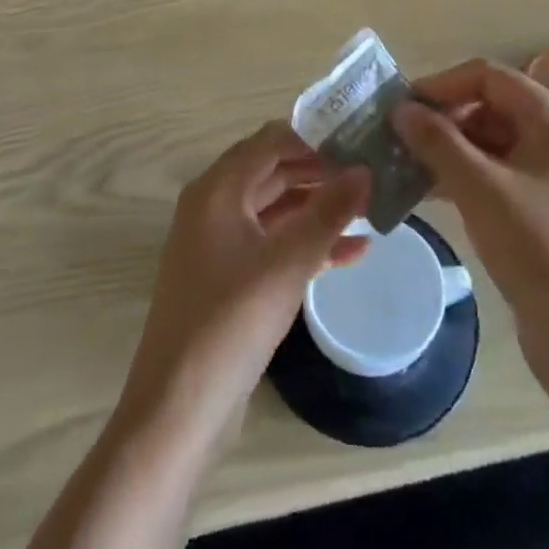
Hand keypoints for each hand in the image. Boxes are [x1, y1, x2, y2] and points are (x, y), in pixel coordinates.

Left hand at [120, 124, 368, 440]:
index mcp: (218, 189)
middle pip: (274, 171)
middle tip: (371, 174)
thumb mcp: (289, 262)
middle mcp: (214, 205)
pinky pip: (272, 244)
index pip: (271, 140)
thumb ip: (330, 211)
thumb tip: (366, 169)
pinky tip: (353, 252)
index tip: (359, 141)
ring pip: (276, 209)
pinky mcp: (228, 278)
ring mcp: (219, 243)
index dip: (315, 137)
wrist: (178, 410)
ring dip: (319, 209)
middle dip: (321, 173)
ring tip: (370, 209)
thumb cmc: (231, 321)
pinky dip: (307, 243)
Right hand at [393, 60, 548, 371]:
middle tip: (395, 138)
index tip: (401, 106)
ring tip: (401, 165)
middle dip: (440, 118)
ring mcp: (547, 175)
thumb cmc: (539, 249)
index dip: (442, 84)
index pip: (488, 76)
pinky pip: (492, 174)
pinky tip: (424, 192)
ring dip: (445, 149)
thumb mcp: (481, 188)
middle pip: (487, 106)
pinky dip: (459, 177)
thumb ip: (437, 142)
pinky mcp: (537, 208)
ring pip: (486, 142)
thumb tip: (400, 108)